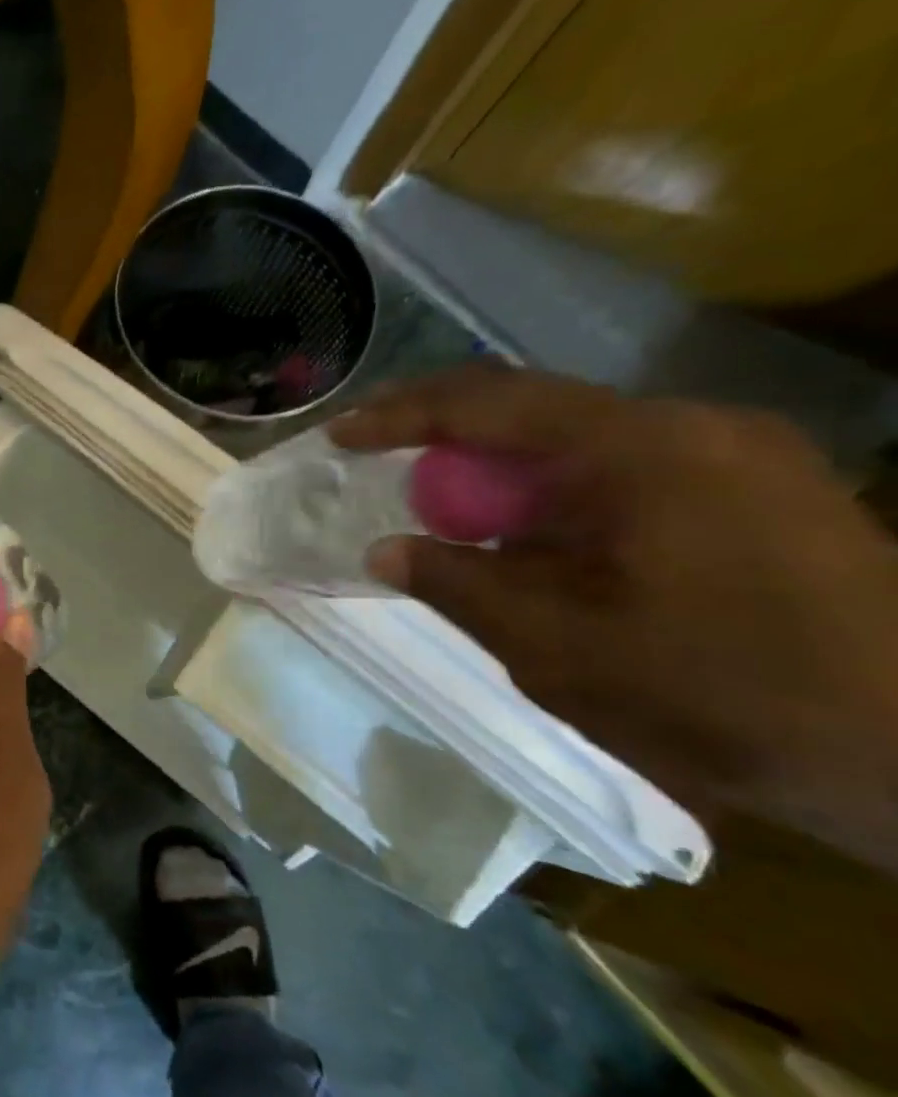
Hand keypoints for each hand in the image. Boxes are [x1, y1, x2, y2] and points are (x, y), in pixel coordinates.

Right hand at [330, 365, 897, 871]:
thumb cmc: (722, 694)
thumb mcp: (556, 647)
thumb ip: (458, 584)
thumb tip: (385, 550)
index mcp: (643, 450)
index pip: (491, 402)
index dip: (401, 414)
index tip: (340, 436)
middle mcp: (691, 427)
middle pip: (534, 410)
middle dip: (445, 438)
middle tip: (380, 465)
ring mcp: (735, 453)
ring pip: (578, 440)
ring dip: (501, 471)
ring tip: (452, 517)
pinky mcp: (757, 487)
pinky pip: (622, 468)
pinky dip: (555, 493)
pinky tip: (536, 540)